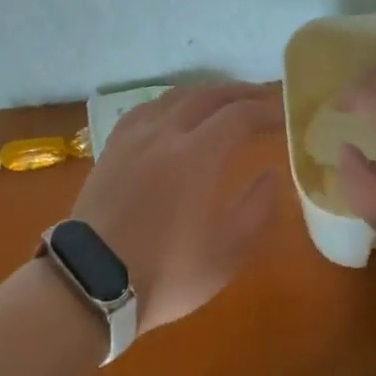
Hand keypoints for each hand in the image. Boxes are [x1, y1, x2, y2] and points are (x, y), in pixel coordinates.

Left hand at [71, 83, 282, 332]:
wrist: (91, 281)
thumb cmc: (165, 273)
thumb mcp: (225, 255)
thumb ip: (256, 210)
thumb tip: (272, 174)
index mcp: (197, 155)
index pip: (239, 115)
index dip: (265, 111)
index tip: (283, 117)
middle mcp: (165, 133)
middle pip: (207, 96)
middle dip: (238, 93)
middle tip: (260, 100)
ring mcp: (134, 136)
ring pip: (174, 96)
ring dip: (204, 94)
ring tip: (221, 103)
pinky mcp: (112, 146)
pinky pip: (146, 109)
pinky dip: (170, 103)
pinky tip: (173, 114)